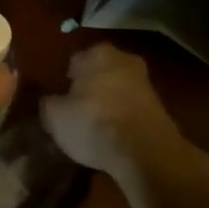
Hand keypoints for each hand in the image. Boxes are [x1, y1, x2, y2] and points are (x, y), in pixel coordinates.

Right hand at [41, 44, 192, 179]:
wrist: (146, 154)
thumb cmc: (93, 123)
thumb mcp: (54, 116)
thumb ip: (47, 103)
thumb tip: (50, 102)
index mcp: (98, 53)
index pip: (74, 61)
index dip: (65, 81)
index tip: (60, 100)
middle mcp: (125, 61)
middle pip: (99, 74)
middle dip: (89, 89)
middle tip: (75, 112)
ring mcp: (146, 85)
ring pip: (117, 92)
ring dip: (107, 105)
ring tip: (93, 130)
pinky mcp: (161, 110)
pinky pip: (131, 111)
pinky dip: (122, 121)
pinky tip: (112, 139)